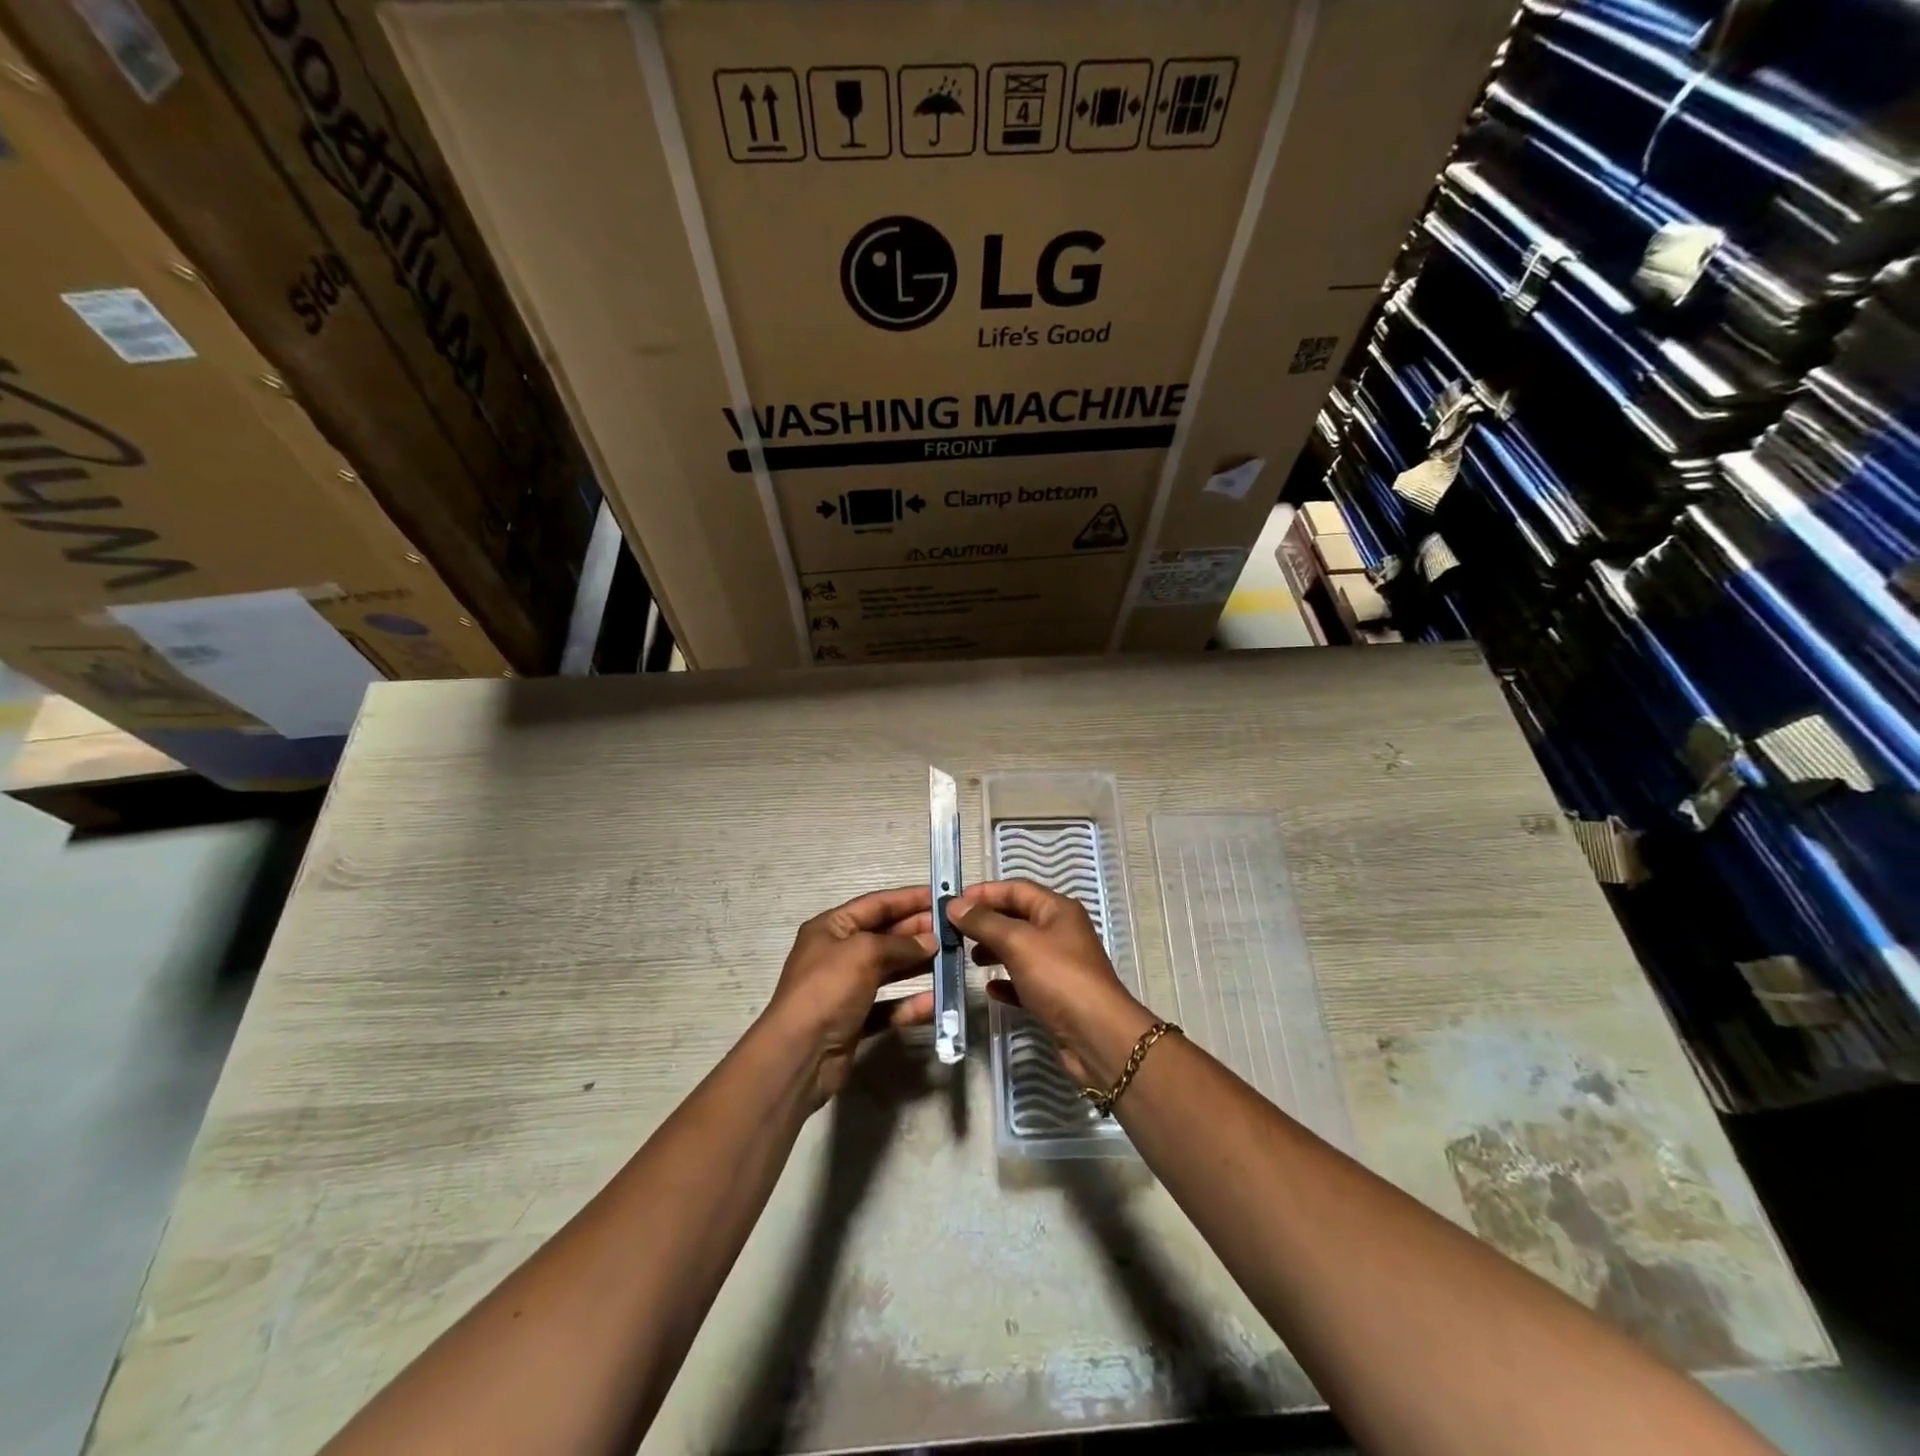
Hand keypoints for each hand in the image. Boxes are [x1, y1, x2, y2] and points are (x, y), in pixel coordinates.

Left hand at [763, 886, 937, 1105]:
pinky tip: (935, 1003)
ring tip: (951, 960)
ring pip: (889, 970)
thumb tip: (930, 941)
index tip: (942, 896)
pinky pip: (889, 1005)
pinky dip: (910, 1004)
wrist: (799, 1054)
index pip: (876, 904)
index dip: (909, 898)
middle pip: (884, 935)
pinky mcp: (856, 1019)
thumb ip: (900, 944)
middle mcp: (838, 953)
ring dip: (918, 965)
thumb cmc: (828, 989)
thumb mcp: (864, 953)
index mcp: (831, 928)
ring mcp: (846, 988)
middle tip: (952, 930)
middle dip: (917, 931)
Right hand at [947, 880, 1156, 1087]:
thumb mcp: (1018, 942)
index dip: (984, 893)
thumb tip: (954, 905)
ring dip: (993, 950)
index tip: (953, 903)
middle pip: (1016, 917)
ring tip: (968, 958)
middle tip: (953, 931)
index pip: (1016, 889)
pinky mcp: (1055, 996)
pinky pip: (1024, 981)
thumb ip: (985, 922)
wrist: (1097, 1036)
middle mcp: (1060, 932)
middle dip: (986, 921)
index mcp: (1057, 910)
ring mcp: (1059, 965)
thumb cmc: (1059, 978)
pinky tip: (989, 989)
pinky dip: (1006, 981)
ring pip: (1019, 949)